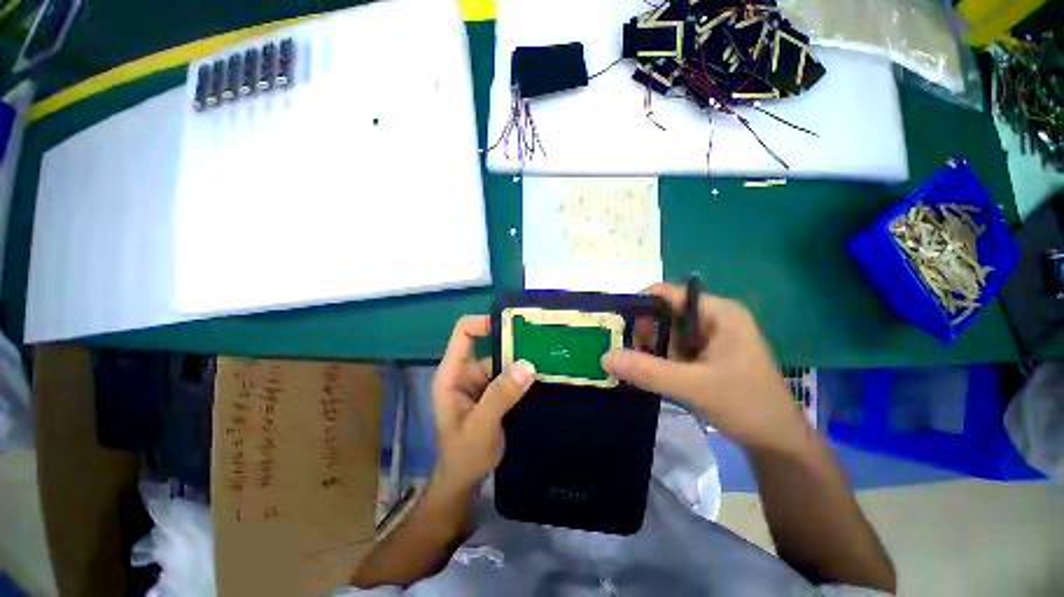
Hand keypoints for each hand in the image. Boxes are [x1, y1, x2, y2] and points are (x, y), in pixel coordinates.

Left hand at [431, 316, 536, 494]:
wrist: (465, 481)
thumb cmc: (464, 455)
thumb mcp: (480, 426)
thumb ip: (500, 396)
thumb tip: (528, 365)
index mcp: (453, 373)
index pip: (464, 333)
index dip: (484, 322)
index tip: (513, 324)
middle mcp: (467, 372)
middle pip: (490, 346)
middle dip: (515, 343)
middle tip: (543, 341)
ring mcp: (482, 383)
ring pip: (504, 362)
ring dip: (524, 361)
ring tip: (550, 358)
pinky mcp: (495, 394)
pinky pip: (511, 377)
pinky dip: (525, 376)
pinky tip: (545, 377)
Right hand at [602, 283, 808, 452]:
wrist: (778, 443)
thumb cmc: (746, 406)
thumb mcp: (693, 386)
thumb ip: (648, 371)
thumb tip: (604, 357)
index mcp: (718, 312)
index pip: (668, 294)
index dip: (639, 305)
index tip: (616, 326)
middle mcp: (714, 318)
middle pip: (665, 313)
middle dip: (643, 332)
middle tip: (627, 354)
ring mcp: (711, 337)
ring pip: (667, 332)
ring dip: (650, 348)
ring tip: (638, 367)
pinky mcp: (708, 355)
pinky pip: (674, 348)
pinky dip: (660, 358)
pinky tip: (652, 373)